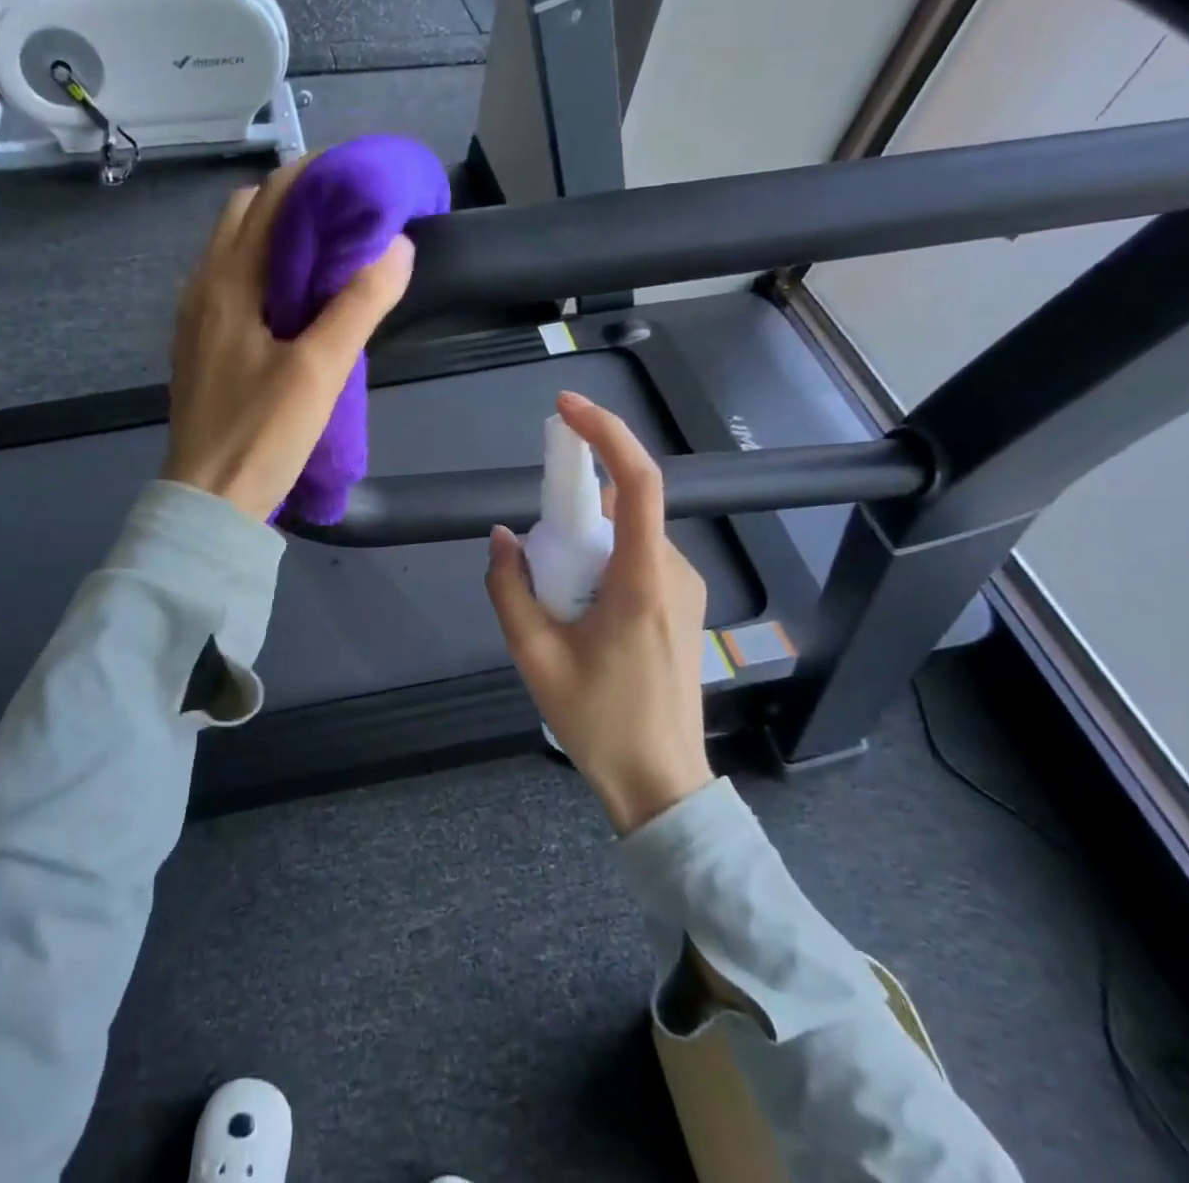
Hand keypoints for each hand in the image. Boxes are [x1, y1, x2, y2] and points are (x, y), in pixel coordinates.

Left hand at [163, 158, 414, 522]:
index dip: (313, 178)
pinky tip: (296, 300)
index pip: (269, 199)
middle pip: (246, 216)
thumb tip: (397, 246)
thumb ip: (358, 306)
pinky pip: (231, 283)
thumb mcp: (319, 371)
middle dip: (295, 202)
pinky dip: (264, 270)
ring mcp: (196, 317)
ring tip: (329, 254)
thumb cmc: (261, 435)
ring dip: (278, 236)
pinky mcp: (201, 345)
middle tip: (347, 217)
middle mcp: (203, 287)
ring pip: (235, 249)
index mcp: (227, 282)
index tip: (359, 182)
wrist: (208, 500)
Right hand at [484, 391, 712, 833]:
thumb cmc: (599, 720)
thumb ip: (509, 589)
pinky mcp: (683, 603)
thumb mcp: (534, 656)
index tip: (566, 408)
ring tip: (558, 603)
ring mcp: (684, 587)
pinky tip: (581, 611)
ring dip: (585, 544)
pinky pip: (637, 557)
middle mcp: (673, 570)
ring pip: (627, 534)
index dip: (604, 434)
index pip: (636, 482)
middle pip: (623, 508)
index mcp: (641, 579)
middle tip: (537, 557)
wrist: (661, 781)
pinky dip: (602, 561)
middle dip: (573, 510)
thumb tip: (503, 537)